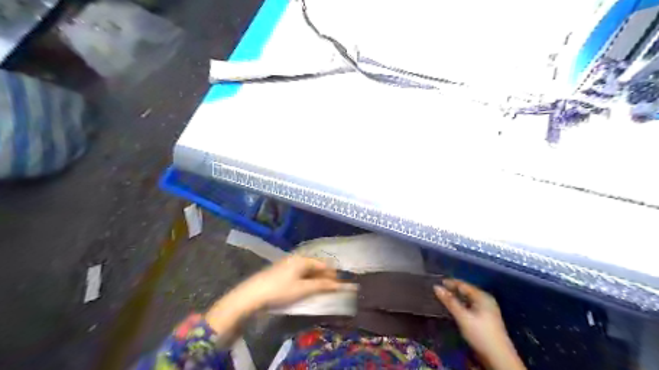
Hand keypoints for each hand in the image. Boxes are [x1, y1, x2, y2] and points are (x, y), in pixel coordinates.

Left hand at [233, 254, 355, 308]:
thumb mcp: (303, 289)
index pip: (322, 264)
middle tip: (331, 286)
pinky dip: (306, 278)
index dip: (332, 273)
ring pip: (306, 268)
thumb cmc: (280, 290)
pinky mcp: (280, 270)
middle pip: (314, 265)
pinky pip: (298, 272)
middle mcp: (295, 258)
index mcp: (302, 260)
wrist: (252, 294)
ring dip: (315, 277)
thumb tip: (339, 285)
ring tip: (320, 287)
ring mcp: (286, 263)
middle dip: (324, 275)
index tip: (340, 283)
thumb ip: (322, 286)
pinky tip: (305, 286)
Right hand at [436, 278, 525, 367]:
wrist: (499, 358)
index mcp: (482, 296)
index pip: (463, 284)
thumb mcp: (463, 317)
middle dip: (452, 290)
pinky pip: (470, 306)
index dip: (450, 282)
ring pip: (468, 299)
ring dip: (456, 298)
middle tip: (438, 291)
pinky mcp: (486, 318)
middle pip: (466, 291)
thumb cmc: (480, 334)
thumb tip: (436, 287)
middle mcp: (486, 300)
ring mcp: (487, 309)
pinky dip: (461, 305)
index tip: (436, 282)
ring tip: (444, 299)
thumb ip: (449, 301)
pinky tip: (454, 309)